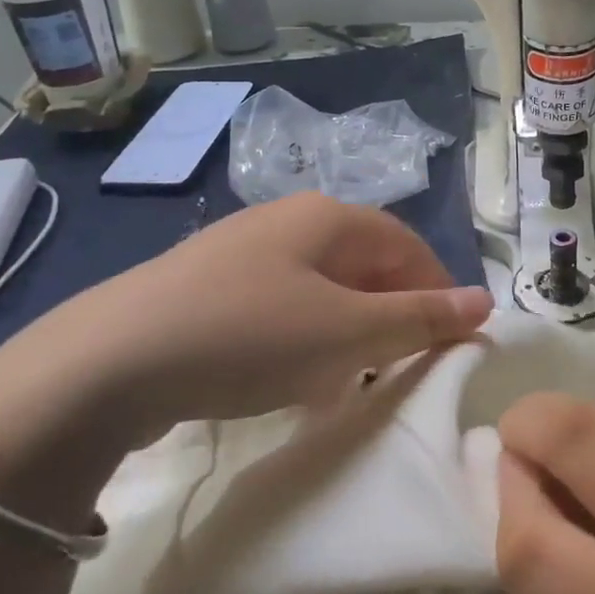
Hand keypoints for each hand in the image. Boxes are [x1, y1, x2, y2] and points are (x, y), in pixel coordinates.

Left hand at [0, 193, 493, 452]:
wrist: (110, 361)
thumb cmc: (251, 336)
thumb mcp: (348, 332)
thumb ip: (419, 318)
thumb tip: (484, 300)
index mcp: (328, 216)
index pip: (406, 244)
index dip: (437, 290)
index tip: (450, 341)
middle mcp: (287, 220)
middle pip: (363, 261)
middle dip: (390, 312)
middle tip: (400, 366)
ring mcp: (242, 249)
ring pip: (321, 285)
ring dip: (347, 328)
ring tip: (349, 377)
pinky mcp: (207, 284)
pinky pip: (279, 303)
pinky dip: (302, 336)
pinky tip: (289, 375)